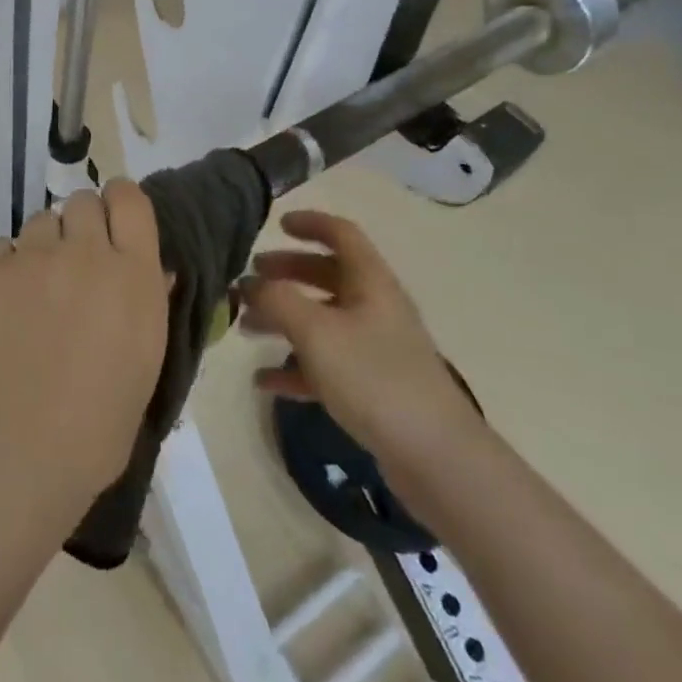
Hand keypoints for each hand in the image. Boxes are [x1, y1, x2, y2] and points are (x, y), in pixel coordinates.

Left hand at [0, 182, 169, 518]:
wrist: (22, 451)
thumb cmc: (100, 424)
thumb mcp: (146, 360)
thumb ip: (148, 301)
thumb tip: (149, 268)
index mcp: (134, 272)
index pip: (130, 197)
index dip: (119, 204)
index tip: (112, 224)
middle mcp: (86, 251)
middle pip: (82, 201)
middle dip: (80, 225)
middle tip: (73, 265)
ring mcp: (33, 257)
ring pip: (40, 222)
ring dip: (43, 247)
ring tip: (35, 291)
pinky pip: (0, 248)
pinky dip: (4, 268)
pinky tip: (3, 306)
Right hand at [240, 210, 484, 493]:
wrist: (436, 458)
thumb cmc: (374, 378)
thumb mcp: (316, 331)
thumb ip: (277, 300)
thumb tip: (250, 284)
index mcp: (370, 282)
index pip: (341, 234)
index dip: (310, 222)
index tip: (277, 223)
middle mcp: (375, 307)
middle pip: (326, 275)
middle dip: (286, 273)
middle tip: (249, 280)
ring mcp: (376, 349)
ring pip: (322, 320)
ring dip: (283, 319)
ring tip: (245, 328)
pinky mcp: (373, 388)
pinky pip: (326, 365)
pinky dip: (295, 366)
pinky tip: (264, 381)